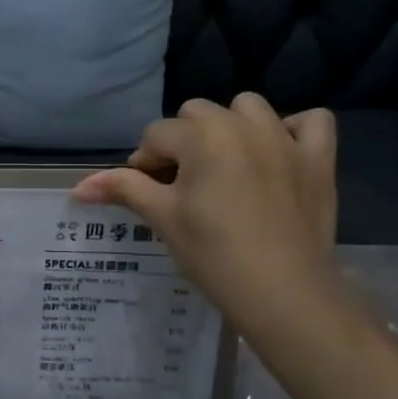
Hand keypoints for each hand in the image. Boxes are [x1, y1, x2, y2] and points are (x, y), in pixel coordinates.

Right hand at [73, 96, 338, 331]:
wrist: (283, 292)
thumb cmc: (212, 254)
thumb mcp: (162, 219)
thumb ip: (124, 190)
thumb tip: (79, 187)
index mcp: (201, 136)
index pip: (156, 135)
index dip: (145, 163)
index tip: (149, 194)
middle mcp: (243, 125)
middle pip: (197, 113)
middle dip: (183, 141)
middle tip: (183, 184)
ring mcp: (286, 139)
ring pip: (249, 107)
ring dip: (231, 126)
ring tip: (226, 164)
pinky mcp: (318, 159)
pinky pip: (311, 121)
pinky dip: (293, 130)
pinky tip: (277, 154)